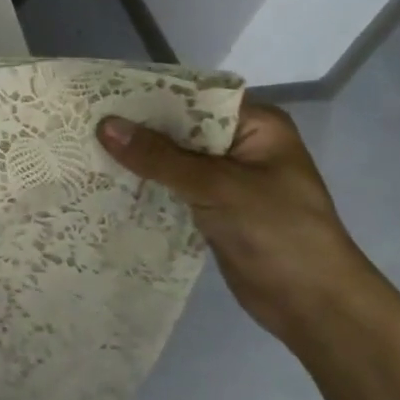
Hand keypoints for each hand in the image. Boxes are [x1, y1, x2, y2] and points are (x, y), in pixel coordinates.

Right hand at [97, 104, 382, 344]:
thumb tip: (104, 125)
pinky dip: (145, 183)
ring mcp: (227, 178)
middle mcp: (240, 145)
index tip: (102, 93)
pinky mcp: (213, 207)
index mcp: (256, 125)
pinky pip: (171, 186)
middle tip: (84, 120)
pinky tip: (106, 180)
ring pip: (171, 158)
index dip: (149, 94)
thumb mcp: (216, 186)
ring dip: (137, 157)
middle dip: (136, 127)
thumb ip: (159, 156)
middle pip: (179, 126)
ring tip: (85, 147)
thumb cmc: (278, 232)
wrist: (315, 306)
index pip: (194, 96)